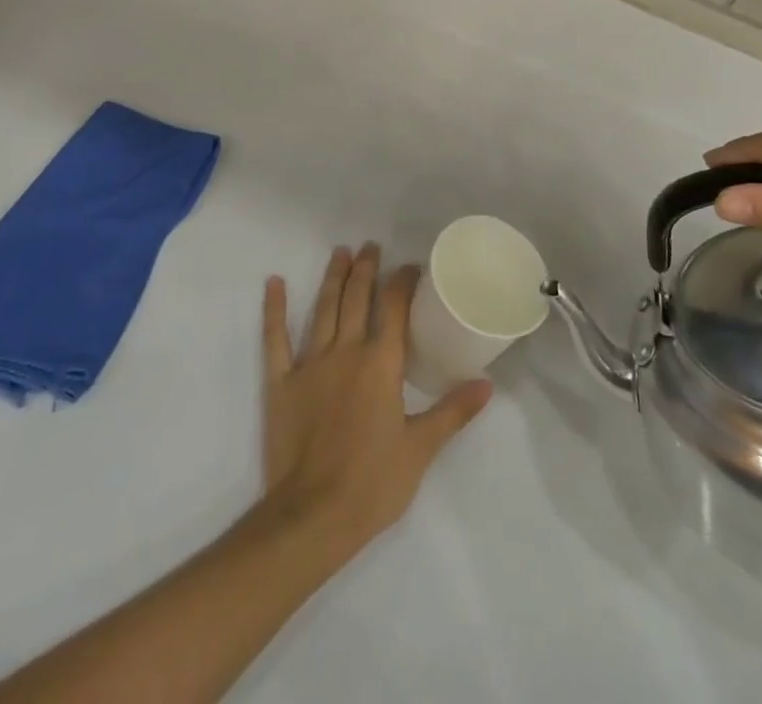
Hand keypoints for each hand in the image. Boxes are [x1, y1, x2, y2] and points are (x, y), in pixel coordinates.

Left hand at [260, 244, 490, 562]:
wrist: (313, 516)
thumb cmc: (373, 484)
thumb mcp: (421, 448)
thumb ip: (453, 411)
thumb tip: (487, 385)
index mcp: (380, 364)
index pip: (394, 309)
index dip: (402, 282)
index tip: (410, 266)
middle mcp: (346, 352)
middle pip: (357, 299)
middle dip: (366, 269)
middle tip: (371, 245)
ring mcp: (310, 364)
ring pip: (323, 309)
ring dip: (332, 278)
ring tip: (340, 252)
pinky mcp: (280, 382)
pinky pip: (275, 338)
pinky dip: (274, 309)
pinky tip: (274, 283)